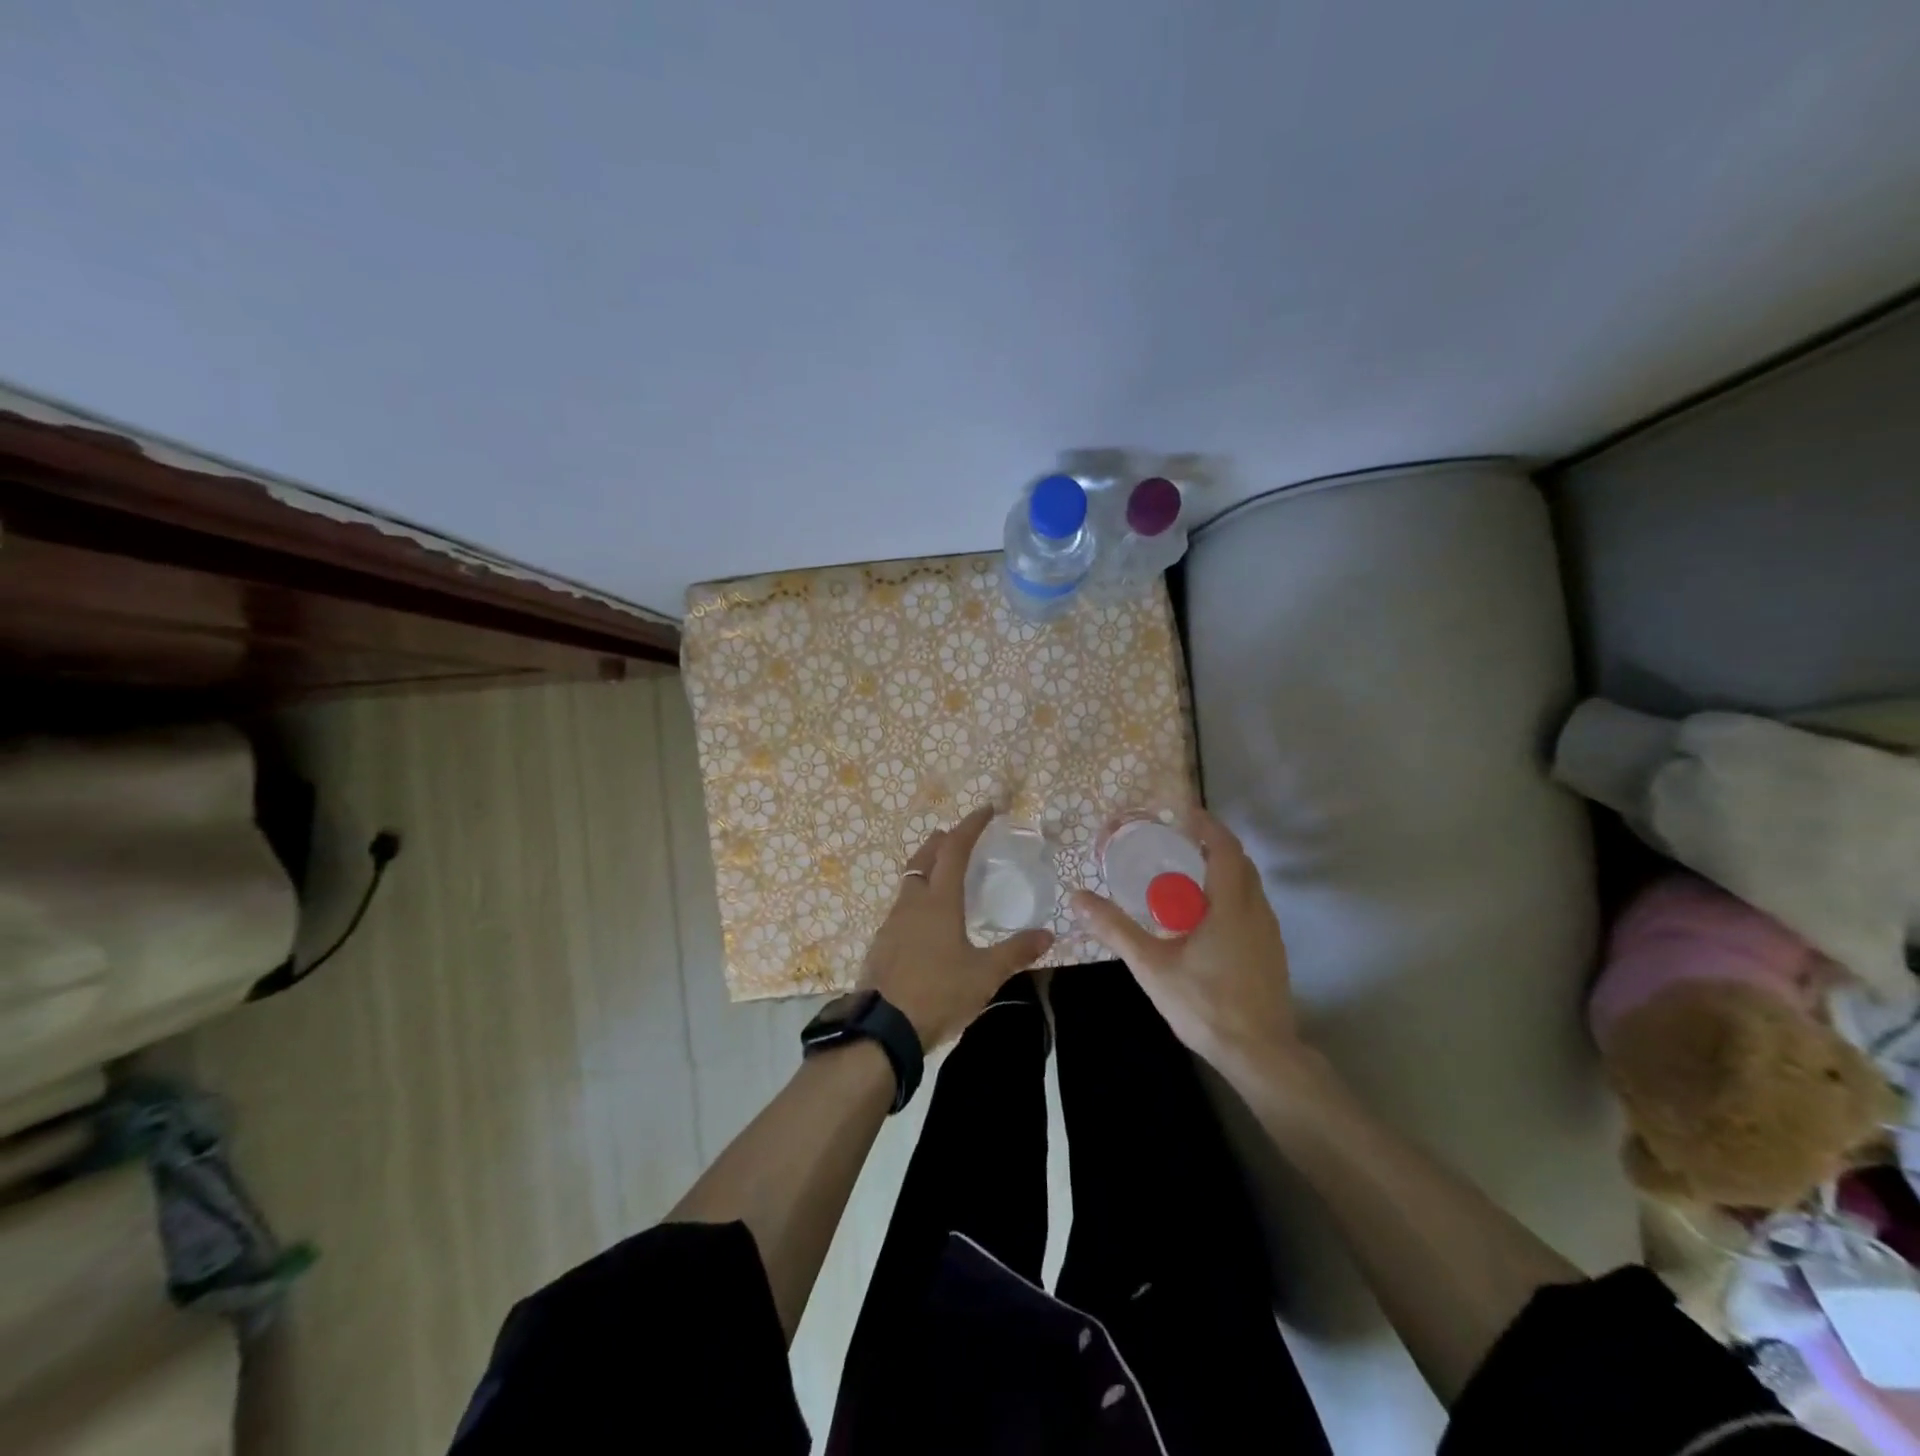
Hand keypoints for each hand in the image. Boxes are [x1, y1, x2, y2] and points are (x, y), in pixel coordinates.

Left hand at [859, 806, 1054, 1049]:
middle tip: (961, 836)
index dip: (971, 825)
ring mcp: (892, 921)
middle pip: (924, 856)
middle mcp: (912, 901)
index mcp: (939, 901)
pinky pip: (901, 905)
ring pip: (909, 880)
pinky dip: (917, 896)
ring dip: (927, 867)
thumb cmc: (938, 993)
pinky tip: (927, 919)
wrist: (883, 1028)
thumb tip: (1048, 935)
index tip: (987, 809)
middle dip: (943, 840)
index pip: (954, 848)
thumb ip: (1016, 952)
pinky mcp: (881, 942)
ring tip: (945, 874)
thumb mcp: (985, 975)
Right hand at [1071, 808, 1303, 1078]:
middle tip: (1179, 840)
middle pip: (1240, 863)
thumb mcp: (1152, 966)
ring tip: (1188, 874)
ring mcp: (1269, 934)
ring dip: (1223, 870)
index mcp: (1231, 905)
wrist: (1260, 1054)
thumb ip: (1115, 929)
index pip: (1224, 848)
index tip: (1183, 812)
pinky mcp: (1272, 953)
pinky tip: (1206, 917)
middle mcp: (1256, 911)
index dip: (1206, 825)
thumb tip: (1077, 897)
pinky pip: (1252, 907)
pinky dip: (1230, 894)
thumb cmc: (1205, 1004)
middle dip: (1212, 845)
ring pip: (1249, 886)